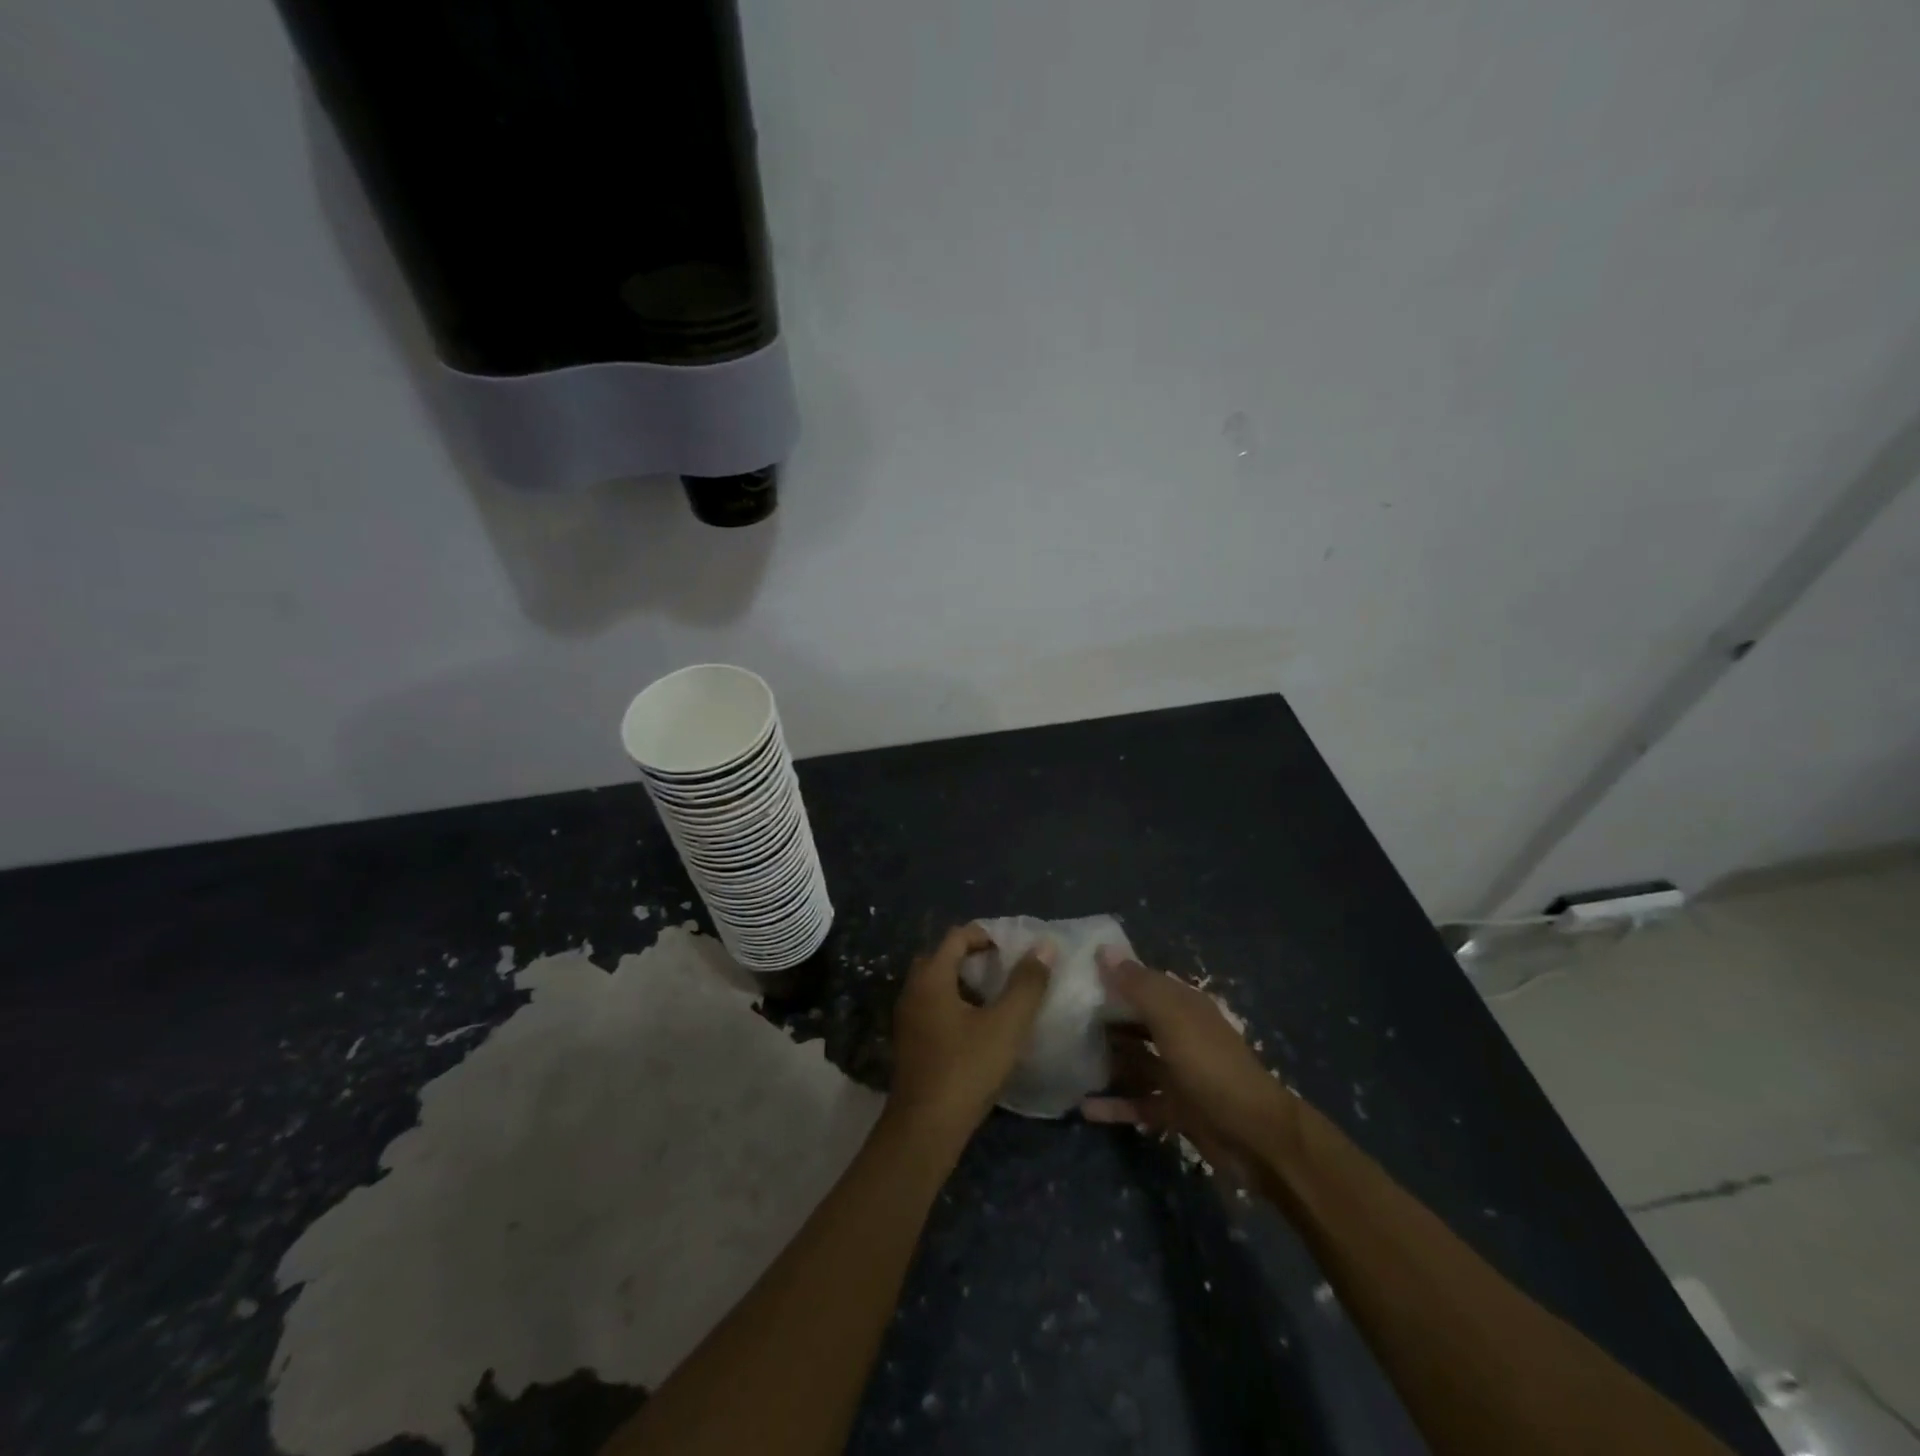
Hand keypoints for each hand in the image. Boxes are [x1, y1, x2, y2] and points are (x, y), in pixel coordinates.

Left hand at [889, 925, 1053, 1134]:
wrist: (925, 1129)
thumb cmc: (966, 1069)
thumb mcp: (1006, 1024)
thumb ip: (1027, 984)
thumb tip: (1044, 946)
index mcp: (931, 978)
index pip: (956, 936)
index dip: (986, 935)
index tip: (1014, 948)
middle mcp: (913, 991)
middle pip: (943, 958)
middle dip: (975, 958)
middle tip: (1006, 969)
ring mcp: (908, 1018)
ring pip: (937, 985)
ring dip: (965, 983)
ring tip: (999, 996)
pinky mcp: (910, 1043)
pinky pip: (933, 1007)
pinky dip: (956, 1005)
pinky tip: (981, 1027)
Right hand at [1083, 948, 1297, 1178]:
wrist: (1255, 1136)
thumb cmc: (1210, 1066)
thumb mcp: (1172, 1018)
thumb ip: (1137, 985)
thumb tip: (1104, 949)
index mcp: (1184, 1006)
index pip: (1144, 981)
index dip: (1112, 975)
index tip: (1074, 973)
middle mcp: (1181, 1034)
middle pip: (1137, 1020)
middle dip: (1105, 1017)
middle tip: (1060, 1015)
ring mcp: (1179, 1074)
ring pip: (1136, 1061)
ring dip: (1107, 1060)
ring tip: (1066, 1058)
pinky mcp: (1177, 1110)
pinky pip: (1139, 1103)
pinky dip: (1115, 1105)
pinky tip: (1083, 1107)